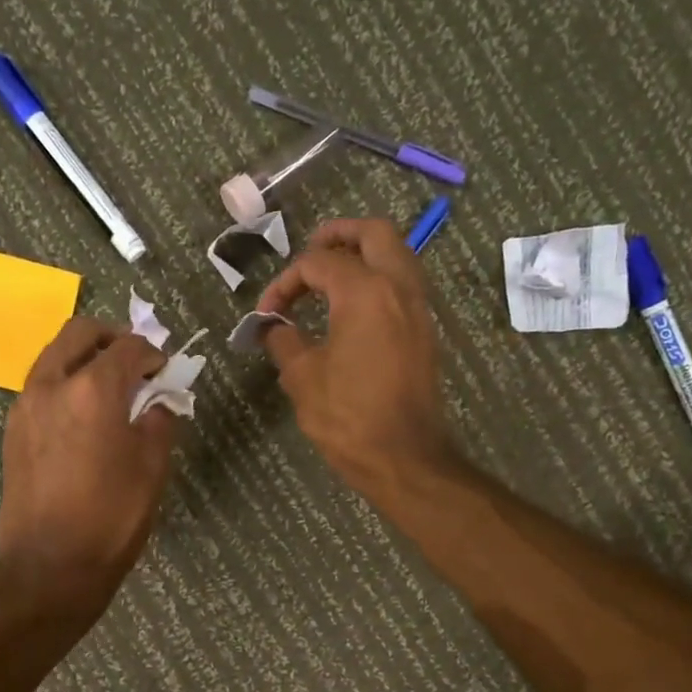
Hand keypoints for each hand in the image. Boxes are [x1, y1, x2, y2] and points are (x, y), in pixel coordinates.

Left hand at [0, 317, 176, 613]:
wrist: (50, 567)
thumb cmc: (111, 518)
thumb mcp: (152, 468)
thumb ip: (159, 421)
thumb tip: (156, 402)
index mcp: (92, 390)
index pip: (127, 348)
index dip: (152, 353)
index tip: (164, 371)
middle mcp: (51, 385)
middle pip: (80, 333)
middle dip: (111, 338)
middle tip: (134, 363)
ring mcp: (25, 406)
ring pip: (55, 357)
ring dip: (84, 359)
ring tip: (110, 391)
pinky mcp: (12, 430)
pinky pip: (41, 387)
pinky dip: (65, 384)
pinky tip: (84, 418)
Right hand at [256, 218, 452, 498]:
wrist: (404, 457)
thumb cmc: (349, 417)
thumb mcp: (302, 378)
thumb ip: (284, 341)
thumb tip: (274, 327)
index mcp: (365, 293)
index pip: (319, 263)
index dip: (285, 282)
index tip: (266, 313)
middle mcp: (399, 288)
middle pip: (374, 234)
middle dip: (339, 235)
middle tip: (310, 253)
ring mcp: (419, 310)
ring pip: (397, 256)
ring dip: (363, 256)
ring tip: (329, 278)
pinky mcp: (425, 333)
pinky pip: (403, 285)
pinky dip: (378, 281)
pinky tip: (351, 309)